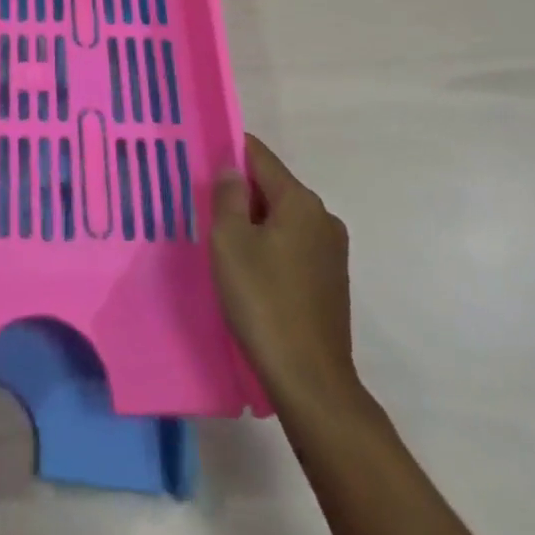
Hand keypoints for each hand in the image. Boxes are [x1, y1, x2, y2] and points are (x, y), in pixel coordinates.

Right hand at [211, 134, 363, 409]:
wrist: (310, 382)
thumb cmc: (263, 301)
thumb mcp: (230, 241)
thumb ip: (228, 195)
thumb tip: (232, 169)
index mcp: (300, 201)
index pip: (259, 156)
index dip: (229, 152)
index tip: (201, 161)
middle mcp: (323, 217)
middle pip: (272, 187)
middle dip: (241, 192)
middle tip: (206, 208)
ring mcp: (332, 251)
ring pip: (283, 218)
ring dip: (255, 223)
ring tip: (224, 243)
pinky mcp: (332, 281)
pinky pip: (294, 245)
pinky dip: (271, 247)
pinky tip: (251, 272)